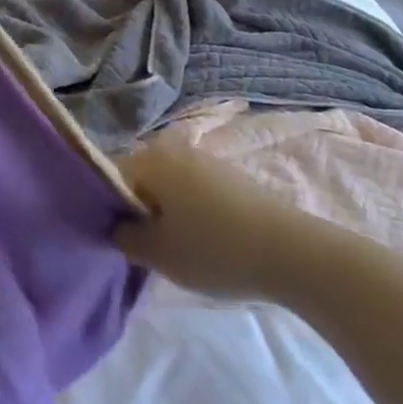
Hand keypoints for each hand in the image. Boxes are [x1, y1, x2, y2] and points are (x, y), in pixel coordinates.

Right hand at [113, 142, 357, 303]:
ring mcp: (206, 160)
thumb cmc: (214, 250)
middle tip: (144, 249)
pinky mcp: (231, 177)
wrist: (294, 253)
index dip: (108, 211)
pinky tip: (203, 242)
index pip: (110, 179)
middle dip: (138, 211)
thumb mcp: (157, 254)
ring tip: (176, 249)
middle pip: (141, 180)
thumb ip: (124, 236)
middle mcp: (174, 149)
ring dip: (165, 213)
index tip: (117, 241)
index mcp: (149, 160)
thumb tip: (116, 226)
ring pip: (168, 186)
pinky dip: (190, 212)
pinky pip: (194, 191)